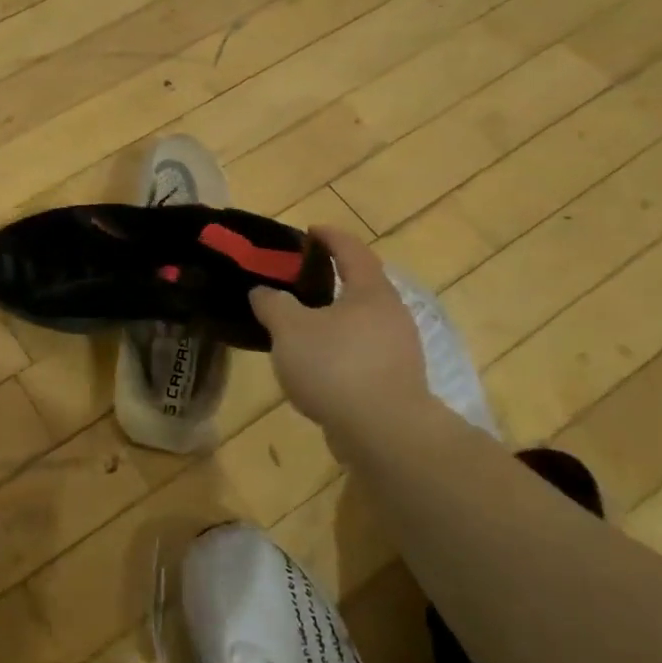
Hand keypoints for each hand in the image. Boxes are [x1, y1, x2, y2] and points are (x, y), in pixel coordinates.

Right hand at [249, 227, 432, 439]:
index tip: (310, 230)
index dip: (330, 236)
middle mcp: (391, 314)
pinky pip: (362, 352)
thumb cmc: (336, 366)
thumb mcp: (290, 329)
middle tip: (299, 280)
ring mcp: (398, 350)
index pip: (351, 250)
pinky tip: (316, 364)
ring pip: (361, 322)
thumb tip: (263, 291)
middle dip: (332, 279)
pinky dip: (339, 348)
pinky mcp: (395, 381)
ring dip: (334, 318)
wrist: (384, 432)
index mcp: (370, 291)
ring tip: (300, 325)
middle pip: (361, 285)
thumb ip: (273, 304)